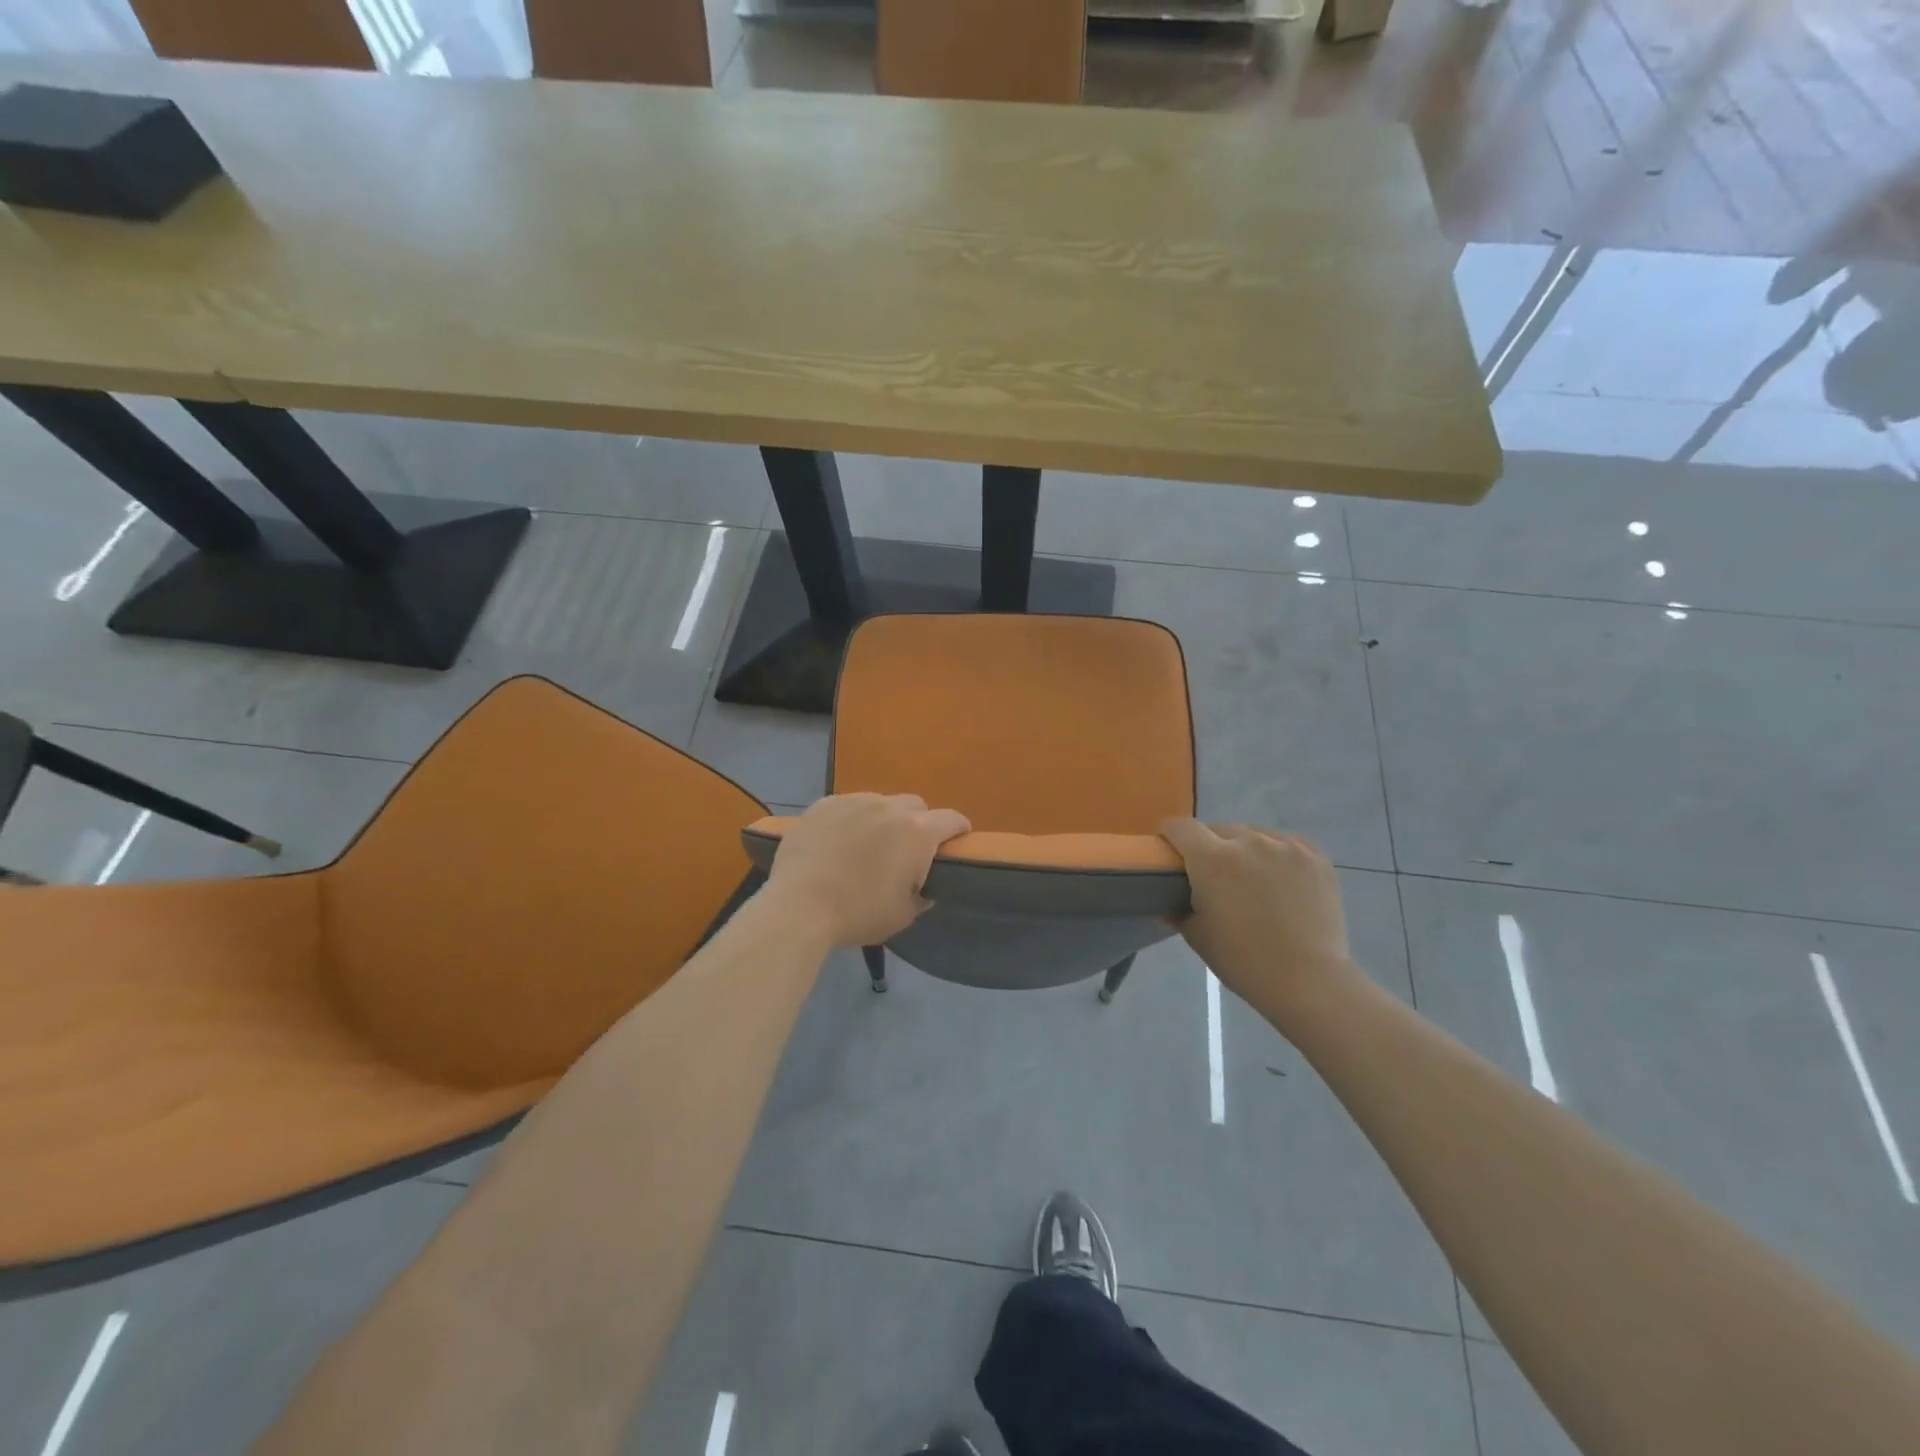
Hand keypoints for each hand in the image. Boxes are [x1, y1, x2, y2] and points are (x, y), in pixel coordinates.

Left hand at [764, 793, 970, 946]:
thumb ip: (921, 895)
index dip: (959, 830)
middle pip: (915, 806)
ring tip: (866, 846)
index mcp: (917, 833)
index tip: (956, 842)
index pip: (951, 819)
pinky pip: (848, 806)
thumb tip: (922, 886)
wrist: (799, 906)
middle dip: (918, 823)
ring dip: (882, 819)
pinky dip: (851, 820)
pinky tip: (837, 842)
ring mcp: (854, 801)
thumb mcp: (902, 915)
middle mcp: (889, 807)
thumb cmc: (858, 913)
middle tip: (905, 850)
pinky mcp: (824, 804)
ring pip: (880, 802)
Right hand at [1159, 819, 1355, 1018]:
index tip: (1172, 854)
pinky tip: (1282, 880)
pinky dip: (1278, 855)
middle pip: (1218, 830)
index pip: (1180, 827)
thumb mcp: (1197, 937)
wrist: (1309, 981)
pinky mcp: (1314, 856)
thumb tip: (1169, 903)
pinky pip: (1287, 844)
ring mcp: (1285, 846)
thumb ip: (1178, 911)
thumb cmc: (1244, 961)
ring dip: (1245, 850)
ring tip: (1253, 879)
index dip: (1170, 836)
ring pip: (1254, 835)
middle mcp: (1247, 841)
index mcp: (1211, 859)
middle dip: (1210, 847)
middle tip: (1215, 877)